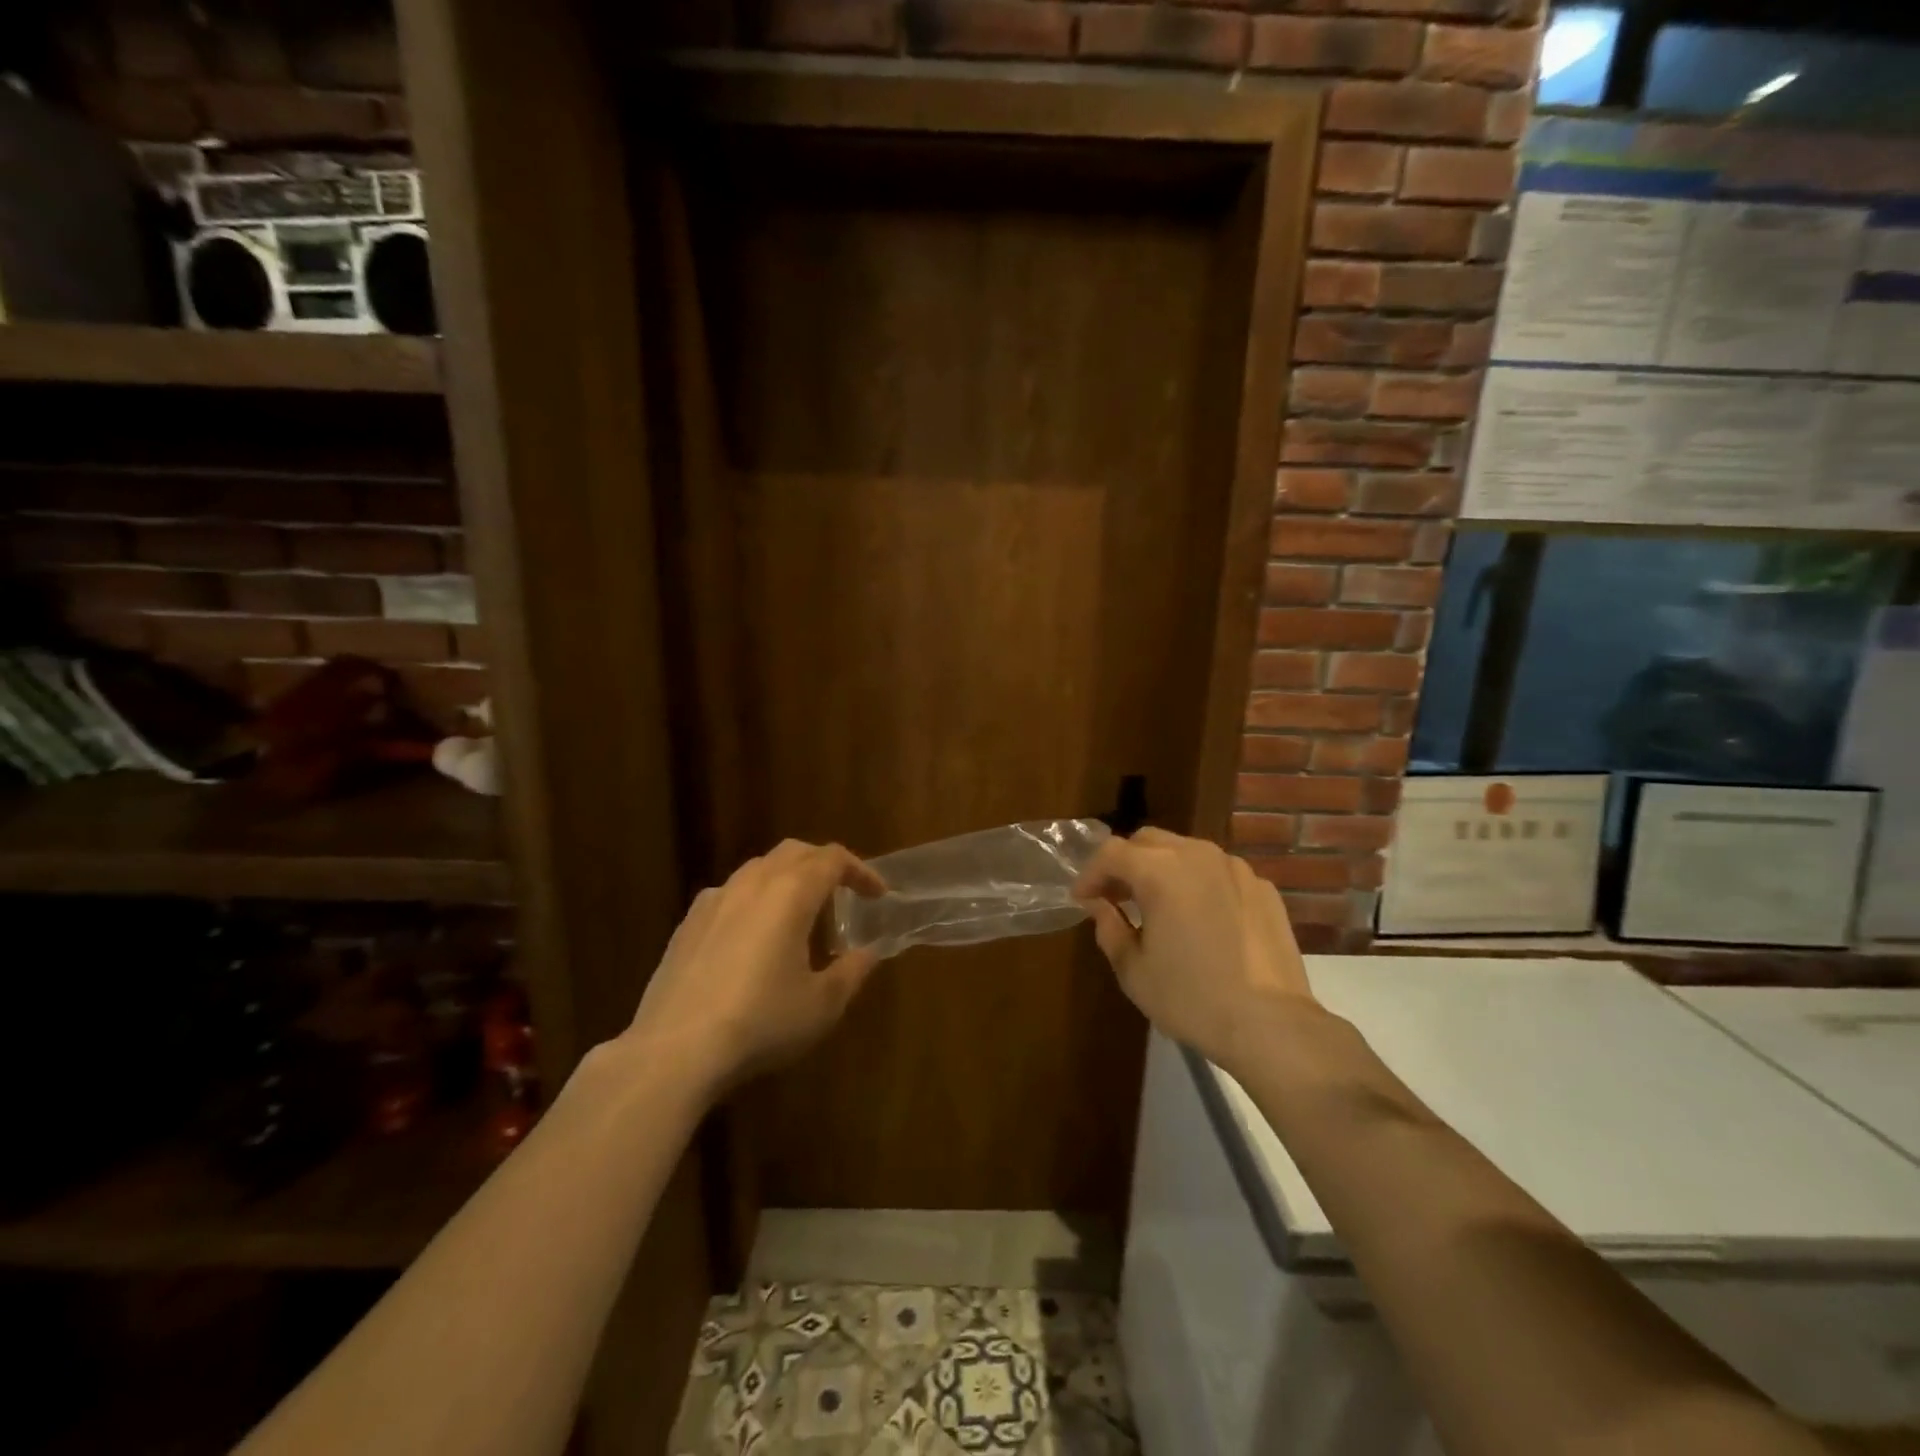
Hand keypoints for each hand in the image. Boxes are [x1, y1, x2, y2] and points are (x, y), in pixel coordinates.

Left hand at [623, 840, 884, 1093]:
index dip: (861, 871)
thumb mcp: (822, 1004)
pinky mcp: (687, 924)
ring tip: (800, 914)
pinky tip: (754, 936)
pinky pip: (730, 894)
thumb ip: (853, 971)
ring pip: (759, 868)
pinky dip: (754, 899)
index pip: (833, 859)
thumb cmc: (762, 1022)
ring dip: (787, 879)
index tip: (877, 894)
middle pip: (794, 852)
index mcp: (791, 893)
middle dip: (824, 864)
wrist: (675, 1050)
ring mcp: (714, 900)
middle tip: (843, 893)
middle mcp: (752, 883)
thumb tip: (869, 952)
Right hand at [1074, 828, 1317, 1075]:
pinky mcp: (1264, 888)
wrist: (1271, 1025)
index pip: (1111, 852)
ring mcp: (1236, 868)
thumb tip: (1100, 907)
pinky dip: (1199, 884)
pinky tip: (1201, 919)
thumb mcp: (1134, 970)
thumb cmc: (1191, 998)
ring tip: (1158, 905)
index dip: (1090, 873)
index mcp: (1160, 871)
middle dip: (1126, 863)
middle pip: (1149, 841)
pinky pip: (1219, 873)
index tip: (1082, 900)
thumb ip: (1109, 927)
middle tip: (1116, 897)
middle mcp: (1198, 855)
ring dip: (1163, 869)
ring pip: (1186, 851)